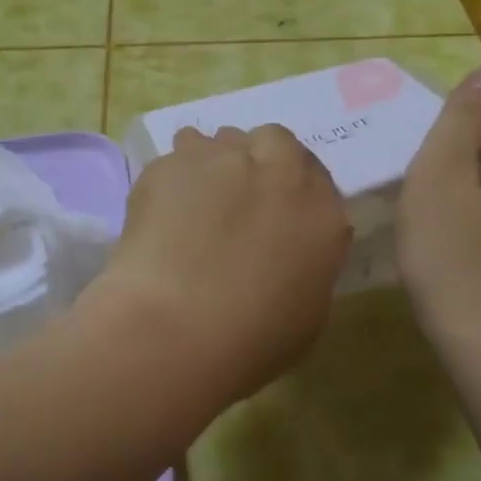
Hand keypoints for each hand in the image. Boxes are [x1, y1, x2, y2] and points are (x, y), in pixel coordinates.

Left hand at [87, 125, 350, 399]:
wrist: (174, 328)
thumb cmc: (251, 340)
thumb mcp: (307, 312)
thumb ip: (307, 262)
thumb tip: (289, 245)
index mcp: (321, 210)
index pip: (315, 175)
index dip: (291, 187)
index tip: (274, 208)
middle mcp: (277, 170)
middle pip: (273, 140)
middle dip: (257, 158)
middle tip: (235, 198)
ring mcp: (221, 160)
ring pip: (219, 140)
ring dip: (212, 162)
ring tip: (191, 204)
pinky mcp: (170, 163)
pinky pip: (175, 159)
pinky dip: (171, 180)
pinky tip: (159, 215)